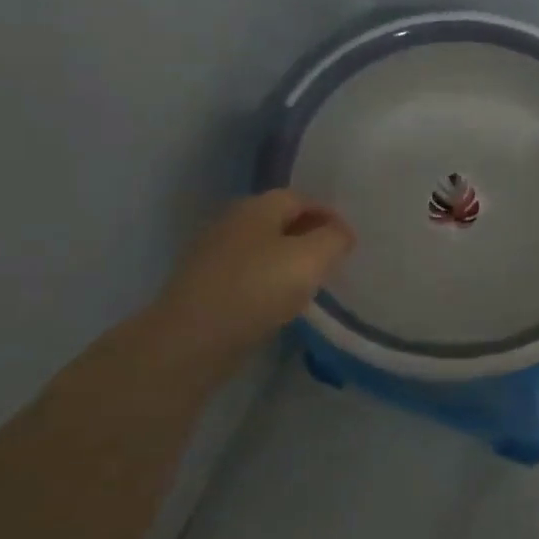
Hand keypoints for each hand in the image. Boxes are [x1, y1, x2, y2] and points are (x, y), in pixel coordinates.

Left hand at [152, 191, 354, 357]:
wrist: (191, 339)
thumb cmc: (257, 289)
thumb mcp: (311, 259)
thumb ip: (334, 240)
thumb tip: (340, 233)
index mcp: (257, 207)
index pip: (301, 198)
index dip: (329, 216)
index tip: (348, 242)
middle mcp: (231, 221)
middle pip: (279, 221)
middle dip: (307, 236)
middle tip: (330, 262)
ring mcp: (212, 254)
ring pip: (261, 249)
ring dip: (286, 261)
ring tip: (307, 286)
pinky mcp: (202, 286)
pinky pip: (245, 275)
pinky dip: (265, 282)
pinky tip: (276, 304)